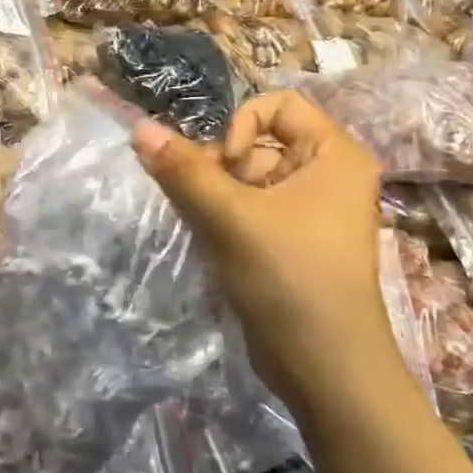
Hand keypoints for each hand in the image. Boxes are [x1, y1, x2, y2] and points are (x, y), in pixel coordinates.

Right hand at [133, 90, 394, 389]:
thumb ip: (183, 170)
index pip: (278, 105)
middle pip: (256, 142)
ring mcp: (306, 211)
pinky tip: (202, 236)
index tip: (225, 166)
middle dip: (217, 163)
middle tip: (196, 197)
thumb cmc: (290, 277)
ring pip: (244, 179)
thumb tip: (139, 127)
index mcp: (334, 155)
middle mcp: (325, 175)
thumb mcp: (232, 217)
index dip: (241, 126)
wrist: (325, 367)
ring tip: (196, 220)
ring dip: (211, 192)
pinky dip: (219, 215)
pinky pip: (246, 209)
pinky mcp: (286, 242)